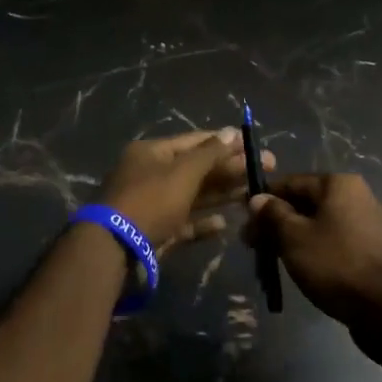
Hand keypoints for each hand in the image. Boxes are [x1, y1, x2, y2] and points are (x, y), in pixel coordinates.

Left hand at [99, 128, 276, 252]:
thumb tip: (233, 132)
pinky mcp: (155, 233)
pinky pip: (183, 223)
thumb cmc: (150, 200)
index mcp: (151, 153)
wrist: (115, 249)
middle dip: (229, 169)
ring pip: (192, 196)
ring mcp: (151, 205)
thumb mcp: (182, 172)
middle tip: (265, 171)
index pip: (194, 141)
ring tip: (252, 195)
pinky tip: (223, 224)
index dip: (225, 142)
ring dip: (220, 194)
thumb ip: (210, 154)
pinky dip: (202, 223)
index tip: (253, 146)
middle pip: (196, 169)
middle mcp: (150, 175)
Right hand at [242, 173, 381, 327]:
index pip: (290, 182)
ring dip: (294, 238)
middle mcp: (356, 196)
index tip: (243, 220)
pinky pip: (335, 242)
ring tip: (272, 259)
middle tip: (253, 245)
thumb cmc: (336, 264)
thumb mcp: (294, 237)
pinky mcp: (373, 251)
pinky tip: (301, 268)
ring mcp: (368, 224)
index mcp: (338, 184)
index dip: (264, 200)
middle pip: (305, 203)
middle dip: (277, 222)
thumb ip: (272, 215)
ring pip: (319, 225)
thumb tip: (257, 198)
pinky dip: (315, 250)